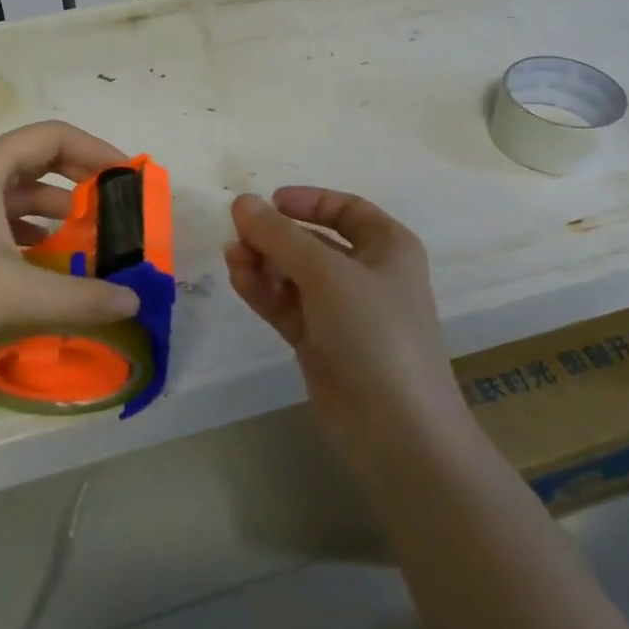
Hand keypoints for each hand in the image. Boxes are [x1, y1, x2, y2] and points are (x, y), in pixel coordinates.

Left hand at [0, 122, 141, 378]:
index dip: (98, 150)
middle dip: (83, 179)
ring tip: (93, 237)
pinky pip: (6, 215)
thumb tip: (134, 302)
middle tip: (118, 207)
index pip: (56, 136)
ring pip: (23, 190)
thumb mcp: (17, 293)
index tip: (130, 178)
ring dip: (60, 209)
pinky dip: (35, 229)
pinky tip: (51, 259)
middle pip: (41, 158)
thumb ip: (81, 296)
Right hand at [226, 188, 465, 473]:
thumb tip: (241, 202)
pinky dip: (263, 290)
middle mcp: (367, 274)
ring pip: (294, 274)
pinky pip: (286, 304)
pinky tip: (238, 279)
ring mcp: (342, 311)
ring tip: (233, 259)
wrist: (396, 428)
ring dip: (263, 263)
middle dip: (275, 236)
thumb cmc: (373, 331)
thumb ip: (279, 236)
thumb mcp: (326, 272)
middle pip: (313, 242)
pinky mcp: (320, 342)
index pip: (345, 209)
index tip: (268, 202)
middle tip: (237, 235)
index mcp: (388, 247)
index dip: (308, 201)